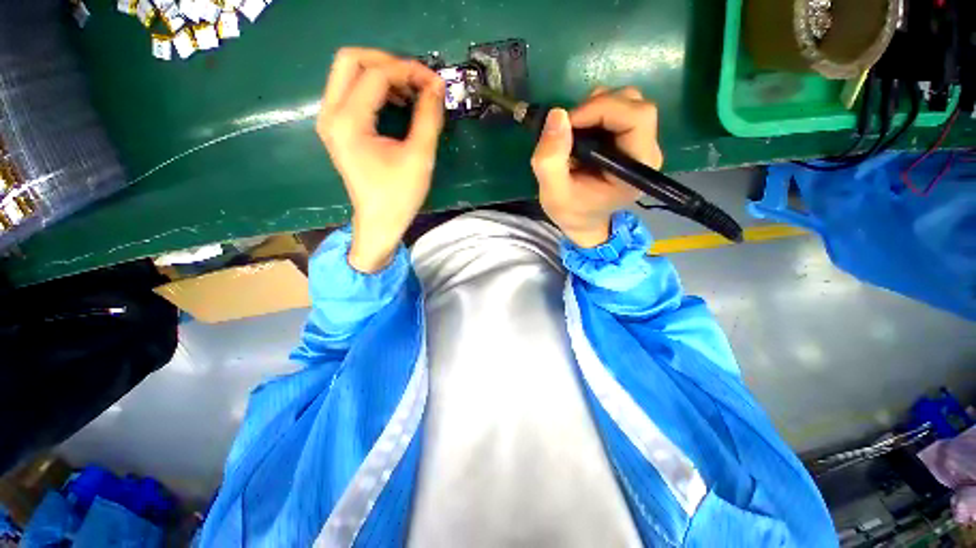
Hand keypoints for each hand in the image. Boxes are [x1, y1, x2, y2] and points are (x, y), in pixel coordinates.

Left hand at [316, 47, 445, 272]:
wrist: (379, 222)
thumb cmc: (399, 196)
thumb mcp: (419, 157)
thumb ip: (428, 117)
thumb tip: (436, 86)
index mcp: (348, 123)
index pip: (377, 75)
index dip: (409, 71)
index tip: (435, 83)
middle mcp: (331, 114)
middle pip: (351, 60)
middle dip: (388, 62)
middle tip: (417, 80)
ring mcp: (330, 120)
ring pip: (349, 72)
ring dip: (382, 74)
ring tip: (412, 92)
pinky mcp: (337, 127)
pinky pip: (351, 90)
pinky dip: (375, 88)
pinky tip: (397, 103)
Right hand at [531, 86, 662, 247]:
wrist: (582, 221)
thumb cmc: (571, 211)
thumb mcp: (553, 193)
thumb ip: (550, 160)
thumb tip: (557, 114)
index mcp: (635, 169)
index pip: (636, 118)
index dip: (601, 109)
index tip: (567, 123)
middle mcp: (647, 152)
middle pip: (634, 104)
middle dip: (596, 107)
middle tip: (567, 129)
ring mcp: (641, 144)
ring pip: (627, 102)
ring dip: (594, 108)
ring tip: (573, 135)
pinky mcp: (631, 139)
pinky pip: (618, 109)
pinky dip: (594, 112)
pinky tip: (580, 134)